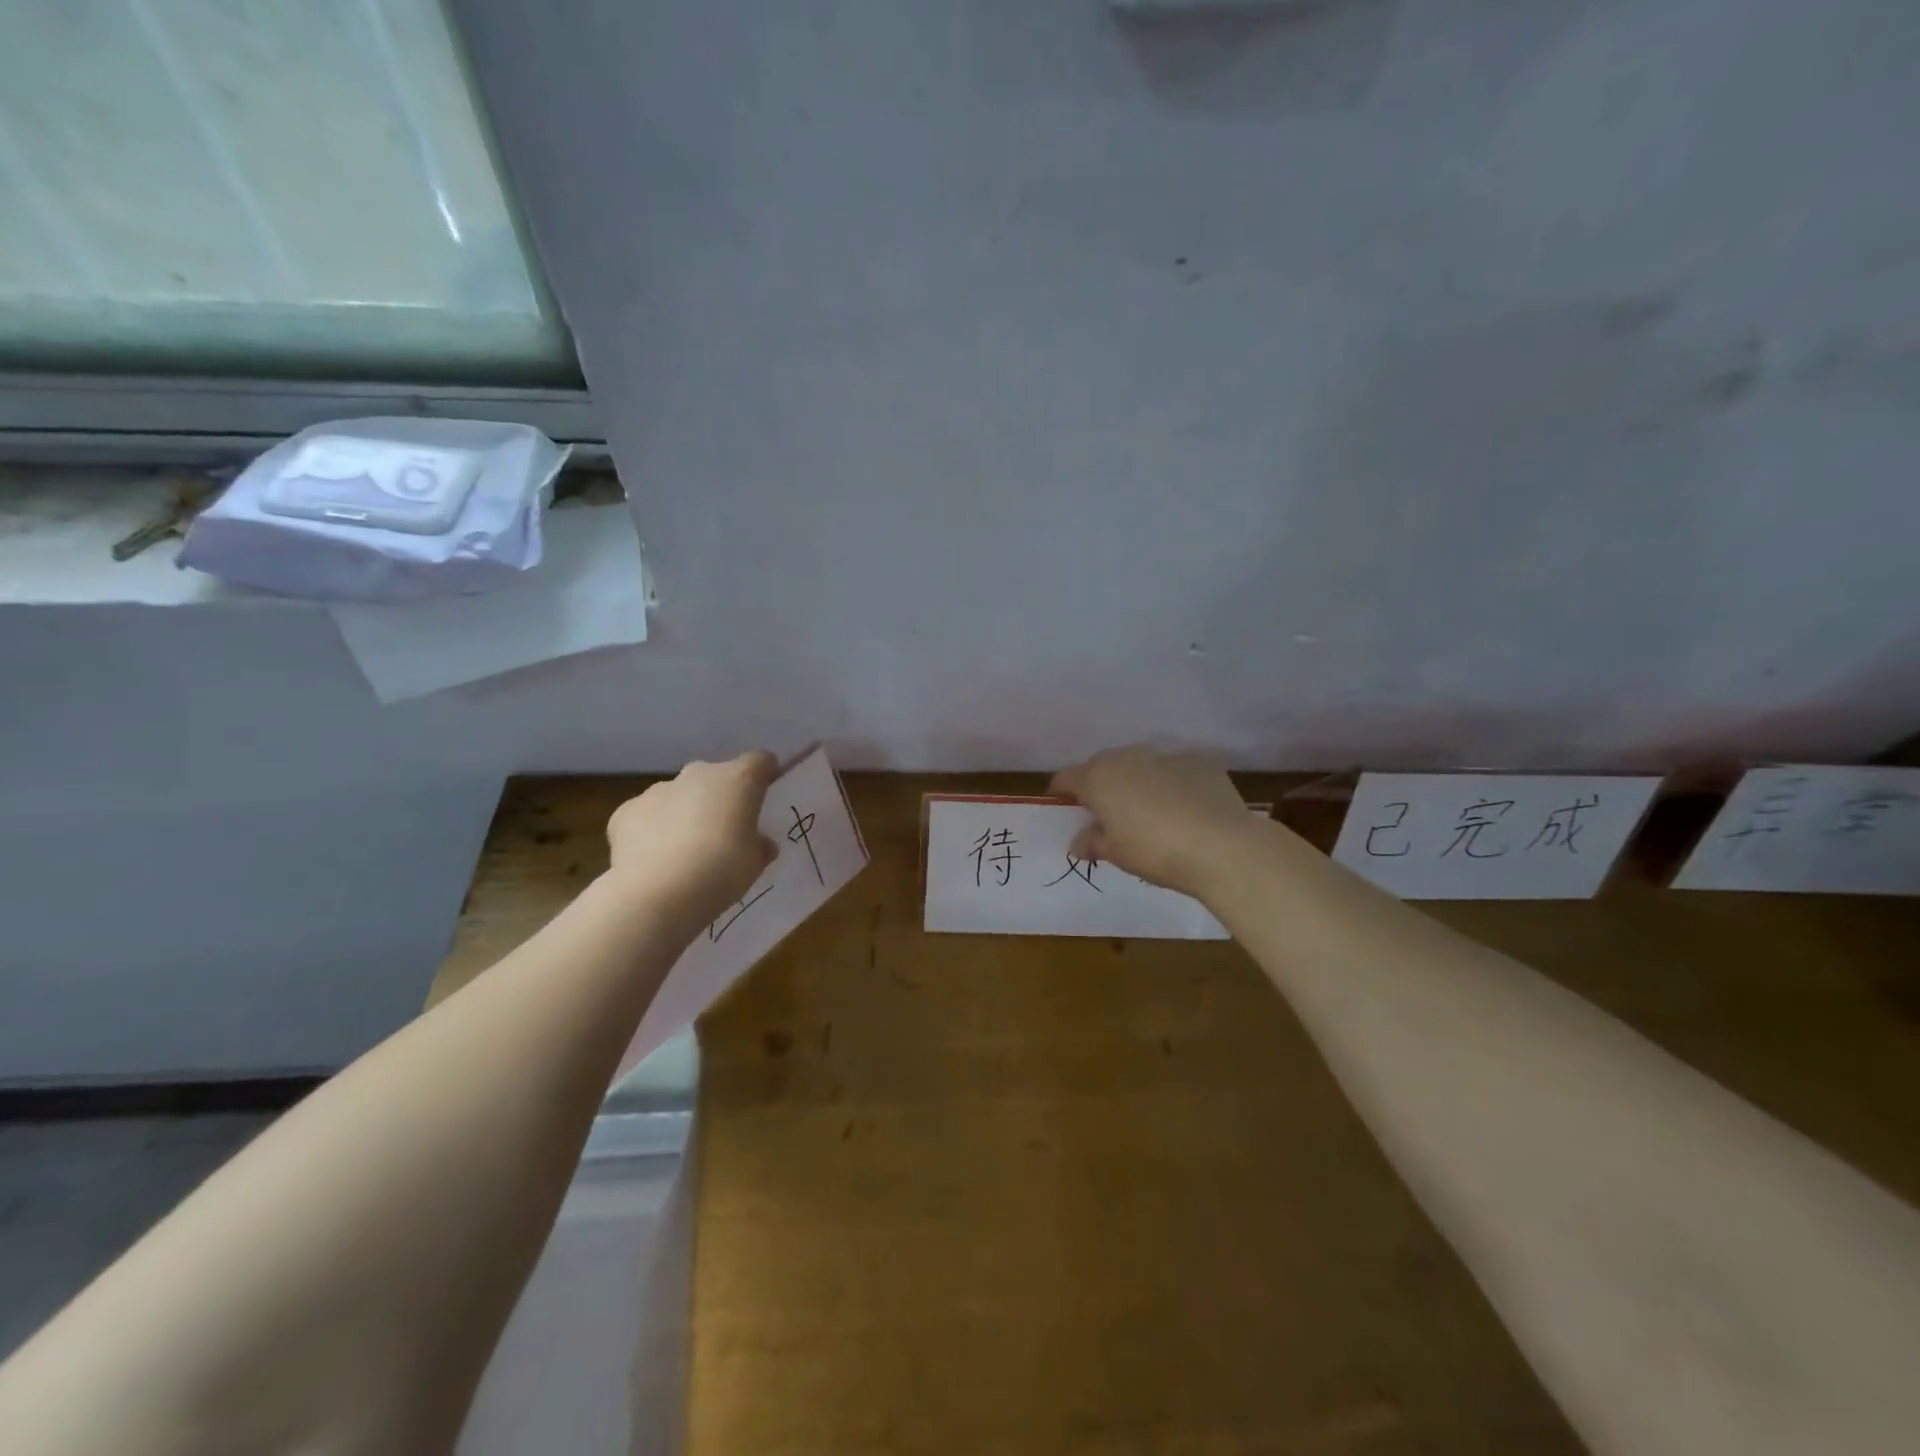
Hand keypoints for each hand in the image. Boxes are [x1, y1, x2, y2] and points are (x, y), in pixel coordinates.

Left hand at [605, 752, 778, 923]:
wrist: (656, 894)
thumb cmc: (721, 872)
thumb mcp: (755, 864)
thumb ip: (760, 846)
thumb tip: (760, 843)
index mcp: (738, 780)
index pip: (760, 761)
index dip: (764, 775)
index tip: (765, 793)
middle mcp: (699, 774)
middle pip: (716, 777)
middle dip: (721, 797)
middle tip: (725, 830)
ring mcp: (659, 790)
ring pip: (679, 795)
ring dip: (686, 812)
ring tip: (685, 850)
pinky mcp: (626, 811)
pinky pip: (647, 815)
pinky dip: (653, 830)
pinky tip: (654, 859)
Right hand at [1049, 746, 1259, 898]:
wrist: (1222, 846)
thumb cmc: (1154, 851)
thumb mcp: (1115, 853)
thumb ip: (1092, 842)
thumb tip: (1078, 842)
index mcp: (1098, 777)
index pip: (1066, 778)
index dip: (1062, 793)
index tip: (1063, 809)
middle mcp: (1128, 757)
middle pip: (1103, 767)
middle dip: (1100, 786)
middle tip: (1106, 815)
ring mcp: (1166, 755)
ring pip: (1140, 765)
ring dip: (1137, 782)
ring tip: (1149, 812)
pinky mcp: (1200, 761)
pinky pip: (1175, 770)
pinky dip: (1173, 784)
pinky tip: (1185, 808)